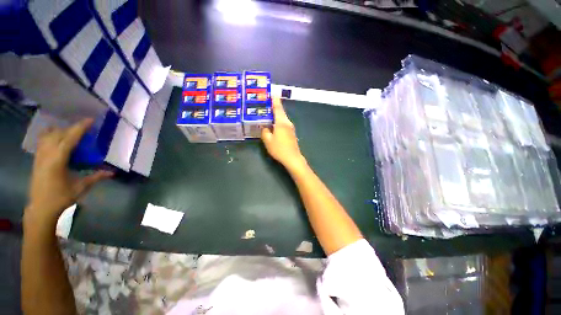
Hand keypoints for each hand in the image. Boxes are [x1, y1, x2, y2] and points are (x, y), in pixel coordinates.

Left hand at [26, 119, 112, 223]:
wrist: (41, 208)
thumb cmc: (61, 197)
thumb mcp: (81, 187)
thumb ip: (96, 177)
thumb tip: (112, 173)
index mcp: (58, 160)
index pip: (69, 138)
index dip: (80, 128)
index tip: (90, 120)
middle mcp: (47, 154)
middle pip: (58, 134)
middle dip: (72, 129)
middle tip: (85, 129)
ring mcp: (40, 156)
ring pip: (48, 135)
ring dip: (60, 131)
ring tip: (71, 132)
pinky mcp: (36, 159)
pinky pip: (42, 141)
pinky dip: (50, 135)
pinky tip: (56, 138)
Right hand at [261, 98, 306, 170]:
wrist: (293, 158)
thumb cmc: (279, 149)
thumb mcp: (268, 141)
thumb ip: (265, 132)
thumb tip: (265, 127)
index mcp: (281, 122)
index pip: (278, 108)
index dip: (275, 100)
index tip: (272, 92)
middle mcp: (287, 123)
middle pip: (281, 112)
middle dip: (274, 106)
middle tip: (266, 103)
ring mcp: (291, 128)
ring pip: (282, 118)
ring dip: (276, 114)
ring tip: (268, 113)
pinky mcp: (292, 133)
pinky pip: (284, 124)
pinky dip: (278, 121)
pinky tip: (274, 124)